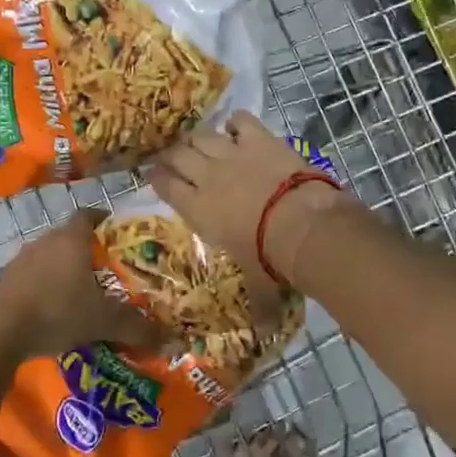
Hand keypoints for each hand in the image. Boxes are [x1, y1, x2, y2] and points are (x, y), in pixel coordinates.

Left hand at [0, 211, 168, 357]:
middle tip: (108, 268)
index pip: (89, 215)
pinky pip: (33, 275)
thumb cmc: (59, 311)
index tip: (117, 232)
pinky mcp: (6, 280)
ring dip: (65, 267)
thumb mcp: (105, 321)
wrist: (0, 331)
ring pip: (50, 255)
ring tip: (82, 289)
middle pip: (70, 236)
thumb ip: (138, 328)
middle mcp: (46, 241)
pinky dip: (46, 284)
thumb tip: (173, 342)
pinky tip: (54, 307)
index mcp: (72, 239)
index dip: (104, 220)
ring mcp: (22, 259)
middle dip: (88, 249)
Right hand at [150, 112, 359, 291]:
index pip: (165, 186)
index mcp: (197, 209)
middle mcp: (207, 176)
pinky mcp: (259, 138)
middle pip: (178, 154)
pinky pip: (239, 120)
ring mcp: (232, 153)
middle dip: (172, 154)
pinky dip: (236, 123)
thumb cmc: (270, 258)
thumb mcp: (258, 285)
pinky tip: (238, 128)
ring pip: (202, 135)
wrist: (301, 224)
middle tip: (174, 156)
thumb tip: (261, 336)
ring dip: (199, 137)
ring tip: (201, 141)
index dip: (157, 177)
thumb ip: (257, 308)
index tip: (154, 174)